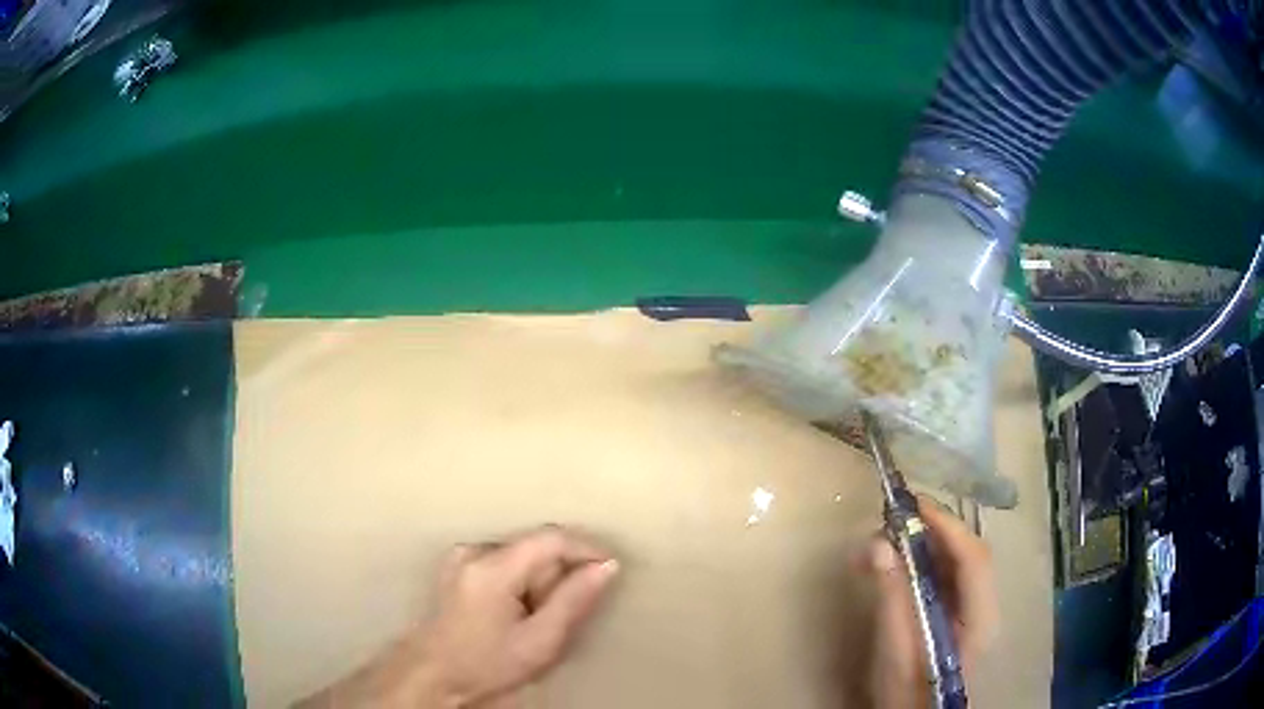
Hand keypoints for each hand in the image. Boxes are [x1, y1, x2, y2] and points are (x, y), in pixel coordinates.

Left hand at [298, 526, 618, 708]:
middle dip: (558, 575)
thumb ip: (574, 600)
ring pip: (520, 556)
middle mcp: (473, 551)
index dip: (586, 548)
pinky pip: (503, 561)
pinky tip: (513, 612)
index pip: (550, 538)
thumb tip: (606, 566)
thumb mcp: (540, 641)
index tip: (609, 568)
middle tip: (562, 614)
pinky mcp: (455, 565)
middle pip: (535, 548)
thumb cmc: (487, 664)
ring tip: (534, 619)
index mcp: (492, 568)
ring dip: (538, 580)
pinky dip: (519, 582)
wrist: (434, 675)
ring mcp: (460, 556)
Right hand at [853, 496, 997, 708]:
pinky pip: (947, 576)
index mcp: (980, 616)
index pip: (973, 558)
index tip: (914, 505)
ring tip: (890, 536)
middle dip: (935, 530)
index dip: (947, 527)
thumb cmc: (906, 690)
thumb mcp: (895, 647)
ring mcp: (974, 609)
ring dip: (927, 544)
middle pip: (968, 554)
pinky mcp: (959, 613)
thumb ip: (892, 596)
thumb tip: (877, 544)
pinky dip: (923, 562)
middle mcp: (985, 606)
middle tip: (896, 518)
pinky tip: (897, 562)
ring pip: (957, 562)